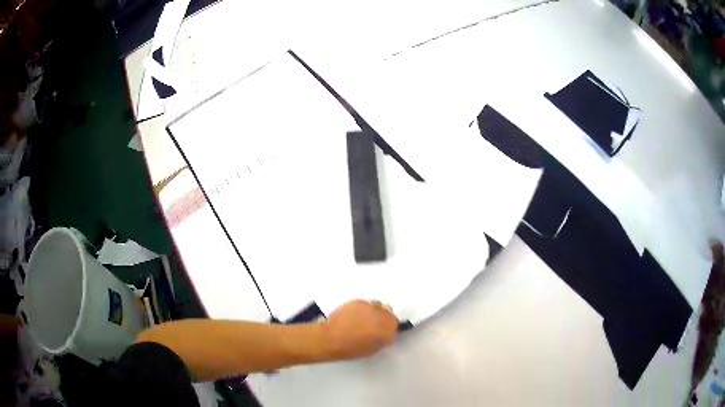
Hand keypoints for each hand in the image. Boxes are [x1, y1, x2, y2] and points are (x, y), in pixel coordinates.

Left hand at [321, 300, 398, 359]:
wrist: (332, 338)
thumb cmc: (352, 349)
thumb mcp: (373, 349)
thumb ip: (383, 339)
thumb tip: (384, 332)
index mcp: (389, 329)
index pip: (395, 323)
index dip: (388, 326)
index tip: (382, 330)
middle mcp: (383, 315)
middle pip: (388, 311)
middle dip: (382, 317)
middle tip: (372, 324)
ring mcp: (370, 306)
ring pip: (377, 305)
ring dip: (373, 311)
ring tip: (362, 318)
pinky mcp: (358, 301)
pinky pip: (364, 303)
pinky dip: (361, 308)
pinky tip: (352, 315)